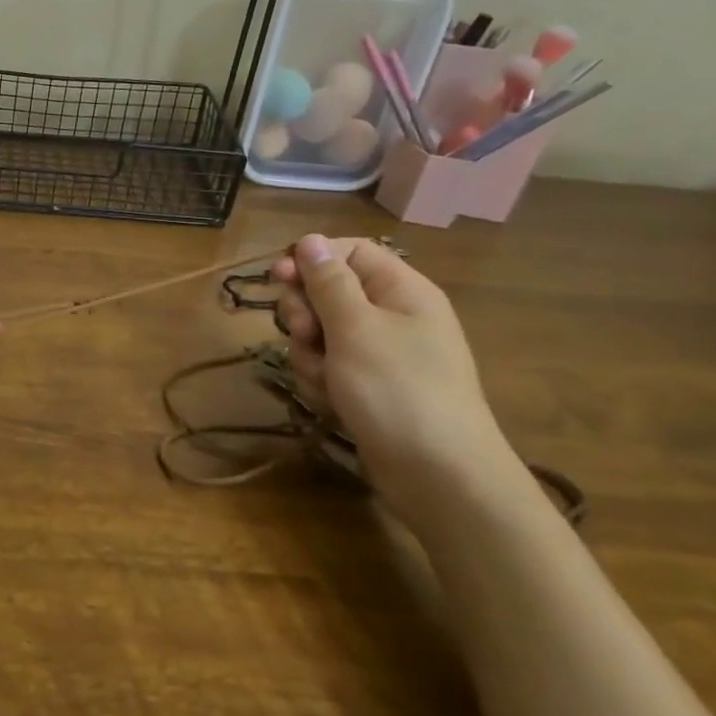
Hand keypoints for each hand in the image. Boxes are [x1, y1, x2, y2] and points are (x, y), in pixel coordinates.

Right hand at [272, 234, 512, 521]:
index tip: (277, 277)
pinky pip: (329, 367)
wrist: (438, 475)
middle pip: (329, 293)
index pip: (350, 252)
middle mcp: (392, 316)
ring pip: (321, 335)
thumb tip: (310, 240)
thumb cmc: (398, 390)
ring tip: (324, 379)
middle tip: (305, 335)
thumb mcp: (356, 328)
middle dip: (305, 314)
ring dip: (309, 353)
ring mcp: (380, 355)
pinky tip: (330, 402)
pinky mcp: (368, 388)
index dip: (312, 260)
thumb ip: (328, 282)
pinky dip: (321, 381)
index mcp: (401, 290)